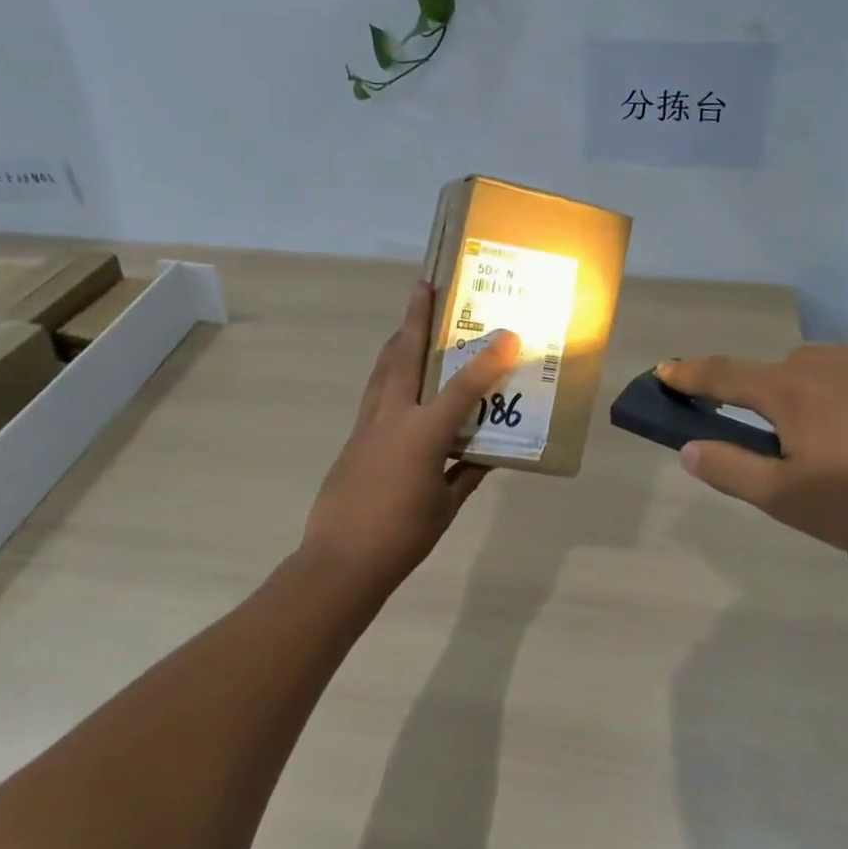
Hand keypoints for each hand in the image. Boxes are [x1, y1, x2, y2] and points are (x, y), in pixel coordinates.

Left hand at [303, 281, 521, 590]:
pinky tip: (396, 377)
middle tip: (422, 287)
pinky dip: (388, 373)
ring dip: (397, 340)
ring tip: (408, 320)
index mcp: (423, 434)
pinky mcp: (354, 437)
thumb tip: (487, 454)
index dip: (487, 359)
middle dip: (415, 318)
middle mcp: (393, 417)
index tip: (507, 333)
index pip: (463, 387)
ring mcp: (368, 424)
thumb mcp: (445, 507)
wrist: (339, 562)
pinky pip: (374, 392)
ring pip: (383, 369)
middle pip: (405, 355)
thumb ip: (466, 474)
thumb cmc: (401, 537)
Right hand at [656, 346, 847, 558]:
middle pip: (770, 377)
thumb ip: (732, 471)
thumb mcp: (790, 499)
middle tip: (768, 451)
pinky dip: (842, 410)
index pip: (721, 374)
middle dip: (755, 403)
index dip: (688, 375)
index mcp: (787, 388)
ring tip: (826, 458)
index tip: (663, 371)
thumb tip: (689, 449)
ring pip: (815, 381)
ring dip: (802, 407)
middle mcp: (822, 364)